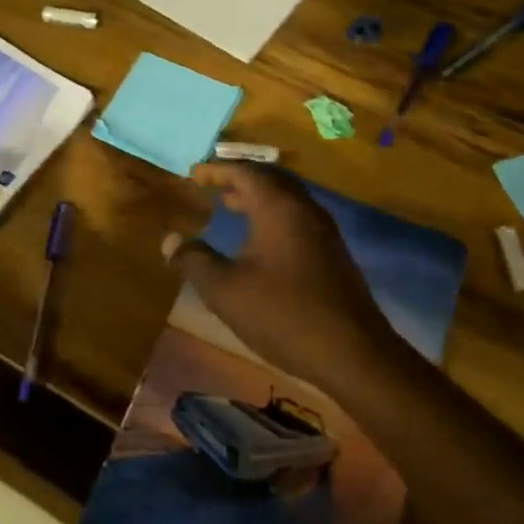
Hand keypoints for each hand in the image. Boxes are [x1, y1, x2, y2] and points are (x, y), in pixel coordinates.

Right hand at [166, 163, 403, 382]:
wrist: (353, 352)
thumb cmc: (283, 314)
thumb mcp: (226, 291)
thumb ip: (195, 261)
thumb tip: (170, 240)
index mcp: (278, 208)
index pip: (245, 172)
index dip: (216, 170)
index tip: (193, 173)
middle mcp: (304, 209)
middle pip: (270, 179)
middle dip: (239, 179)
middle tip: (212, 187)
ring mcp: (323, 231)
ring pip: (286, 199)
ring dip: (257, 197)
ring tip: (231, 207)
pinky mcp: (332, 253)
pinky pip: (297, 217)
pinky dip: (273, 215)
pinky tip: (260, 242)